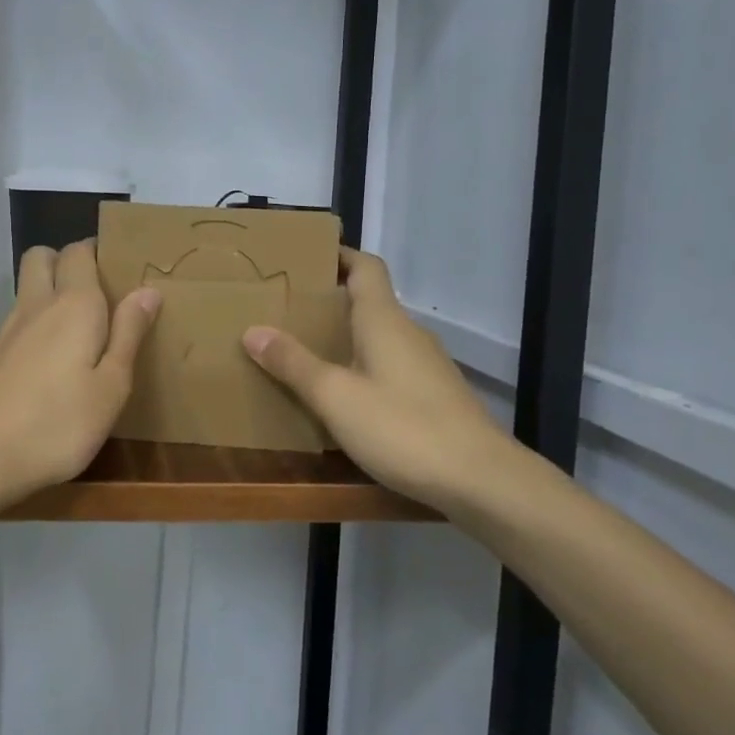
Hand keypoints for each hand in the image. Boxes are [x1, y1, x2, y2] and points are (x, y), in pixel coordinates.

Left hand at [0, 239, 160, 507]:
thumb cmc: (58, 424)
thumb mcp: (111, 387)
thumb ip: (128, 334)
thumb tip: (147, 291)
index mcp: (74, 304)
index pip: (80, 251)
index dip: (99, 252)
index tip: (122, 271)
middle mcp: (37, 304)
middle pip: (43, 256)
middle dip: (67, 261)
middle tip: (98, 293)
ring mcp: (8, 329)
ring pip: (27, 287)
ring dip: (50, 290)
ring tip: (81, 328)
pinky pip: (19, 319)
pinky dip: (37, 322)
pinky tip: (53, 360)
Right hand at [242, 249, 512, 509]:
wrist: (481, 479)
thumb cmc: (403, 428)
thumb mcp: (336, 397)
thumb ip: (294, 364)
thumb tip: (253, 330)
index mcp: (384, 320)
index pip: (365, 267)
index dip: (338, 255)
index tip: (304, 258)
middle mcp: (408, 333)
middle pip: (369, 301)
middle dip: (330, 301)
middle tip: (286, 311)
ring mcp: (426, 365)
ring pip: (379, 336)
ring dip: (345, 337)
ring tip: (305, 353)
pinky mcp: (434, 395)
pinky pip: (390, 365)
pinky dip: (363, 366)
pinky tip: (344, 397)